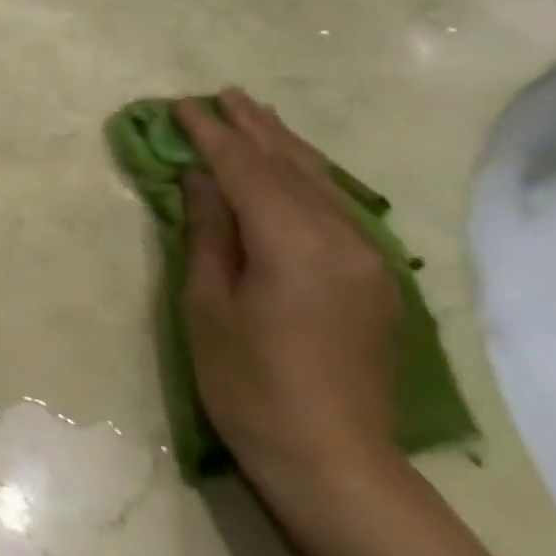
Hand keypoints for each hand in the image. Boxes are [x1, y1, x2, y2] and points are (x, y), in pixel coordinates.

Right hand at [175, 91, 403, 499]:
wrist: (332, 461)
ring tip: (256, 114)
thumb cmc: (248, 383)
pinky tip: (295, 168)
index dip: (210, 135)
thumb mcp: (208, 304)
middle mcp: (341, 238)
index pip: (245, 169)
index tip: (180, 106)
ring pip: (321, 183)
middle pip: (290, 166)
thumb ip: (209, 232)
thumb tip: (201, 177)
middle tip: (221, 95)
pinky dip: (309, 176)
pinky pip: (338, 208)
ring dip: (284, 145)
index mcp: (293, 243)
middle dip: (252, 128)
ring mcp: (367, 258)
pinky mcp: (375, 279)